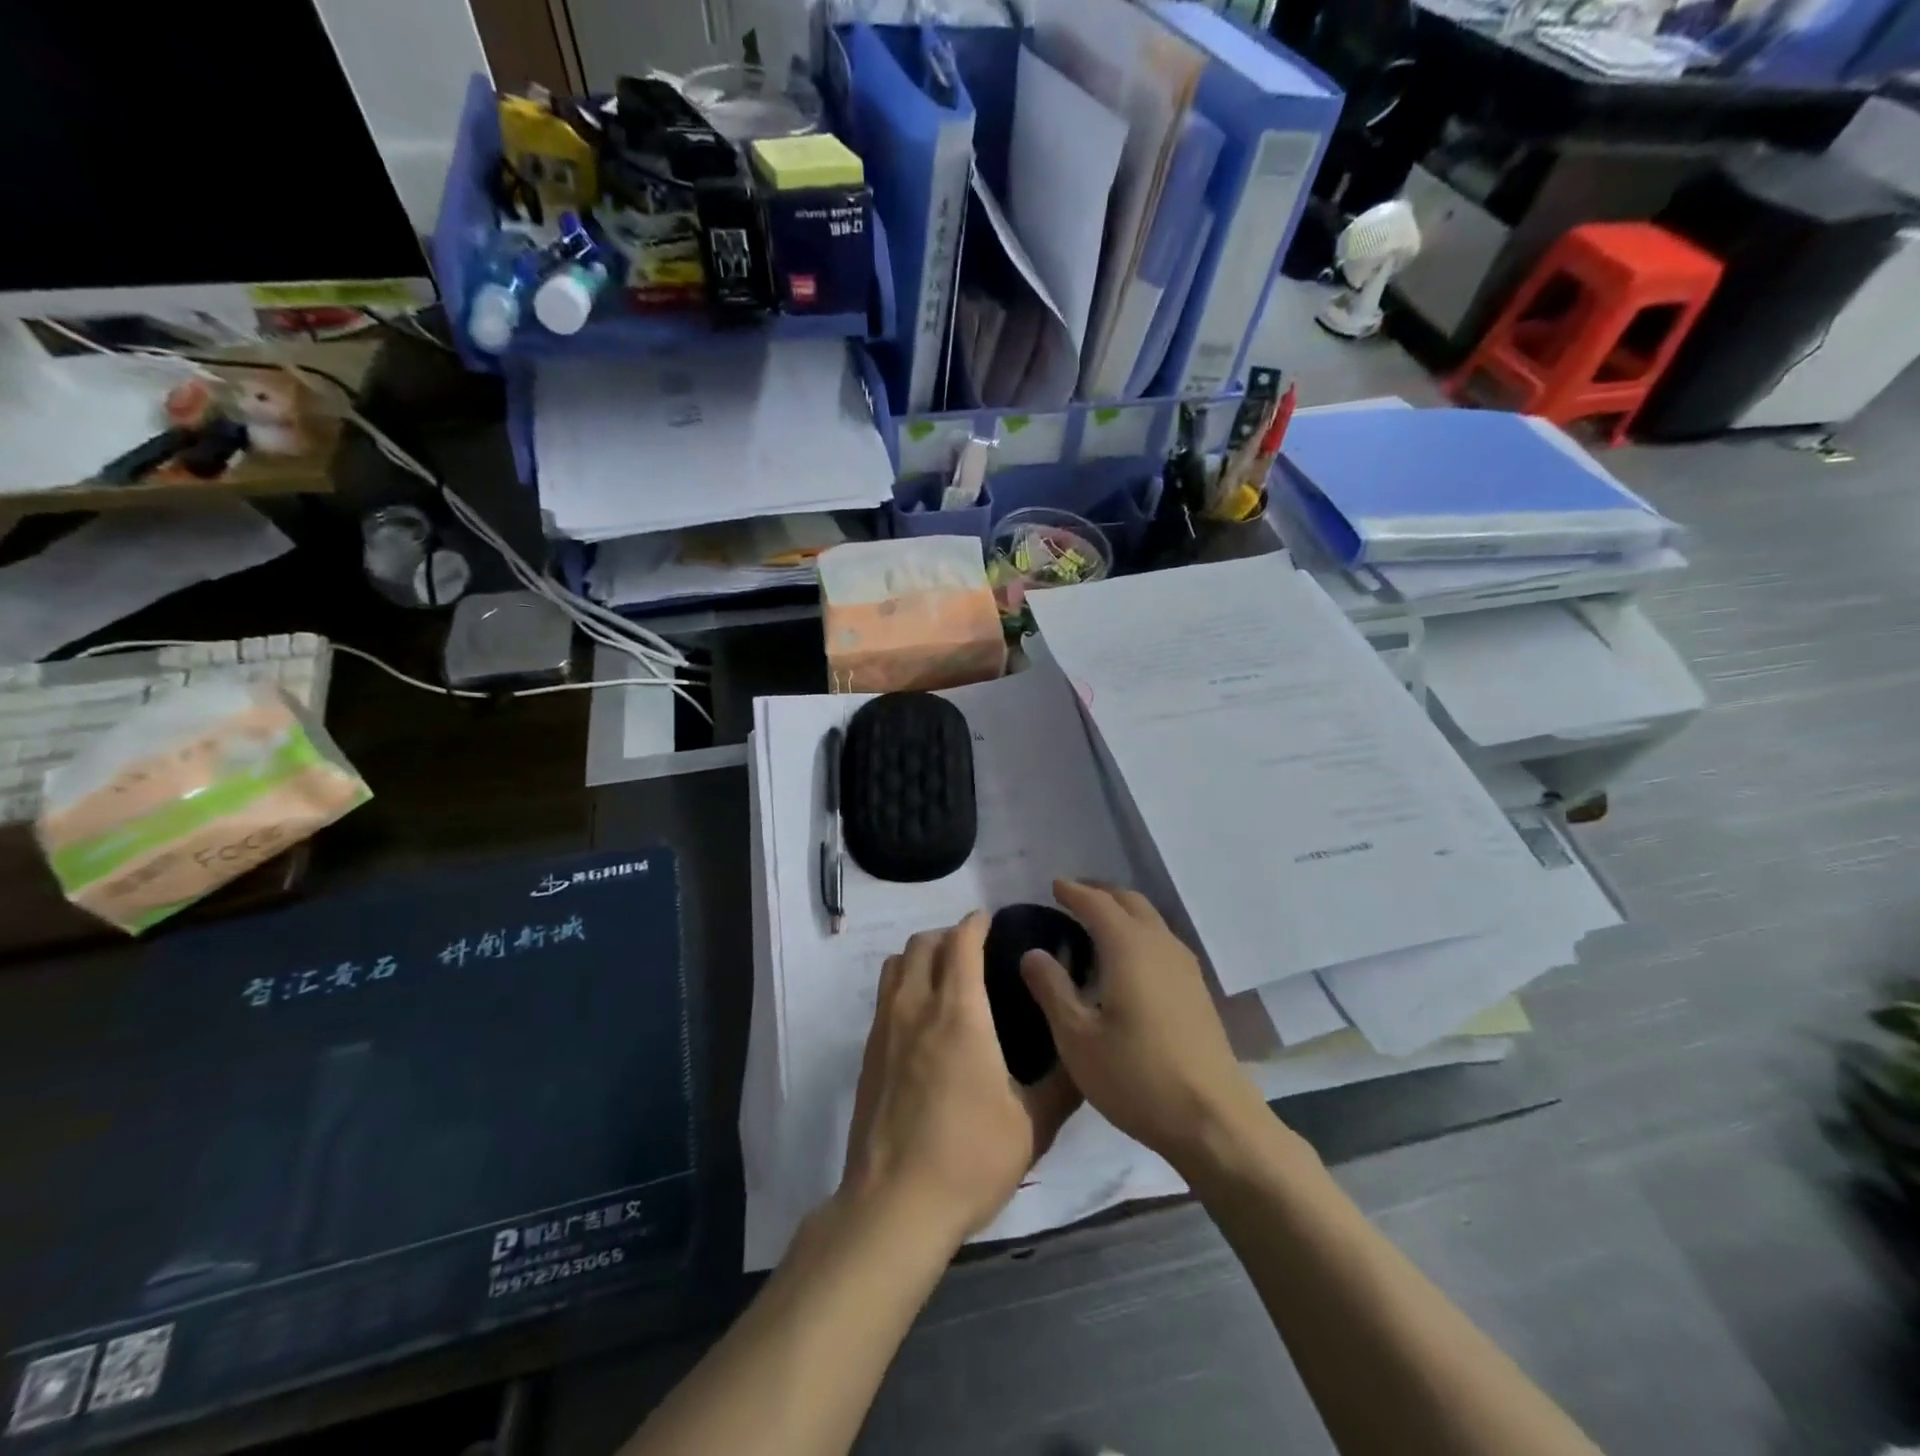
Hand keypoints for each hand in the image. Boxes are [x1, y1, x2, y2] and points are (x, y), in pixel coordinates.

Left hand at [840, 913, 1079, 1246]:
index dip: (976, 923)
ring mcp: (885, 1028)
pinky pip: (884, 995)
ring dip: (921, 955)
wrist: (894, 1205)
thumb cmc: (969, 1159)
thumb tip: (1085, 1053)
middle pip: (924, 944)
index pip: (961, 942)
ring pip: (896, 964)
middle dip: (949, 935)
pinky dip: (903, 984)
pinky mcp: (868, 1053)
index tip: (991, 921)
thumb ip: (1063, 1083)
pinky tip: (923, 1017)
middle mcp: (916, 1007)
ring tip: (946, 975)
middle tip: (975, 950)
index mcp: (959, 1013)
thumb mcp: (1033, 1126)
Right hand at [1021, 881, 1271, 1173]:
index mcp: (1129, 947)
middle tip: (1073, 897)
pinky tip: (1127, 960)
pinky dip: (1138, 933)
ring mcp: (1184, 967)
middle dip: (1100, 893)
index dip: (1073, 892)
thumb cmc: (1136, 1077)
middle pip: (1130, 901)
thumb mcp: (1077, 1038)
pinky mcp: (1196, 990)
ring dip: (1122, 911)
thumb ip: (1052, 989)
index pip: (1097, 903)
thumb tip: (1033, 953)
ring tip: (1096, 924)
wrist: (1213, 1120)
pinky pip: (1161, 941)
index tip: (1053, 885)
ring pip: (1150, 920)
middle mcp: (1160, 945)